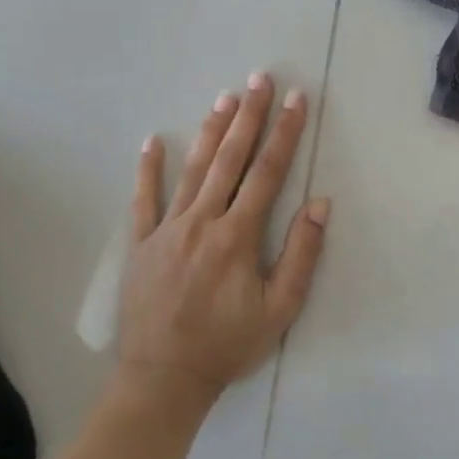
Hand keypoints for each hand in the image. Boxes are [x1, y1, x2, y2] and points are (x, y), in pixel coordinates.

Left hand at [116, 74, 329, 398]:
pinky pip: (143, 200)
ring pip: (191, 170)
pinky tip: (153, 141)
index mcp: (238, 236)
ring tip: (225, 97)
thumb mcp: (280, 309)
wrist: (163, 379)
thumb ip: (301, 254)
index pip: (268, 172)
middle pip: (229, 159)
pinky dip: (148, 170)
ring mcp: (166, 230)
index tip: (297, 100)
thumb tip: (319, 203)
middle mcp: (201, 222)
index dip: (285, 133)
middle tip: (260, 78)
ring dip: (210, 131)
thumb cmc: (228, 344)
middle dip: (249, 116)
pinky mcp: (140, 244)